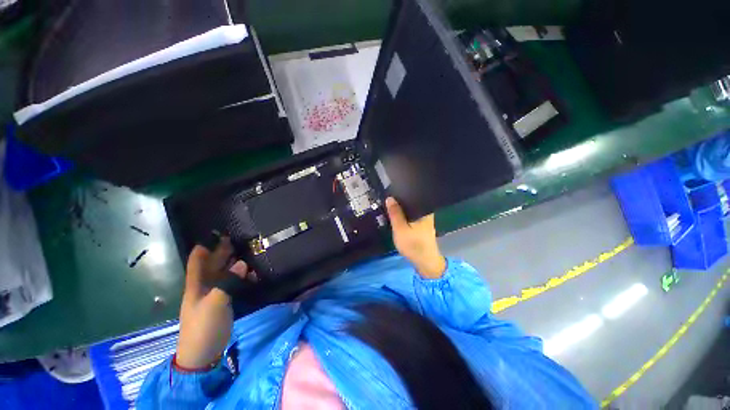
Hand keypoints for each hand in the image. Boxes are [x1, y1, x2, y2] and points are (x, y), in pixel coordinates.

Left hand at [176, 238, 247, 368]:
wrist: (202, 354)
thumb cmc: (203, 327)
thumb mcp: (215, 303)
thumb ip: (229, 282)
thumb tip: (242, 263)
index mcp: (196, 284)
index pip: (197, 260)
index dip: (204, 246)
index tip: (216, 233)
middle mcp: (204, 286)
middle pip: (213, 264)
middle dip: (223, 251)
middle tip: (238, 238)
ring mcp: (214, 295)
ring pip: (224, 273)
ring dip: (234, 263)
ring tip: (248, 252)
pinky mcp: (223, 302)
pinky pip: (233, 284)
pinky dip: (241, 277)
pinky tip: (251, 273)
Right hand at [386, 197, 445, 278]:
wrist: (425, 262)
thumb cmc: (413, 245)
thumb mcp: (400, 229)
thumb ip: (395, 213)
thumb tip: (390, 198)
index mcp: (423, 210)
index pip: (412, 195)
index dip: (400, 193)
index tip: (389, 193)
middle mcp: (426, 212)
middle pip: (411, 202)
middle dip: (399, 202)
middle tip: (387, 200)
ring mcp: (424, 219)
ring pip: (410, 210)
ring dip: (401, 210)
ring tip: (390, 206)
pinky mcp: (421, 226)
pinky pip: (411, 216)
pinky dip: (404, 216)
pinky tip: (397, 216)